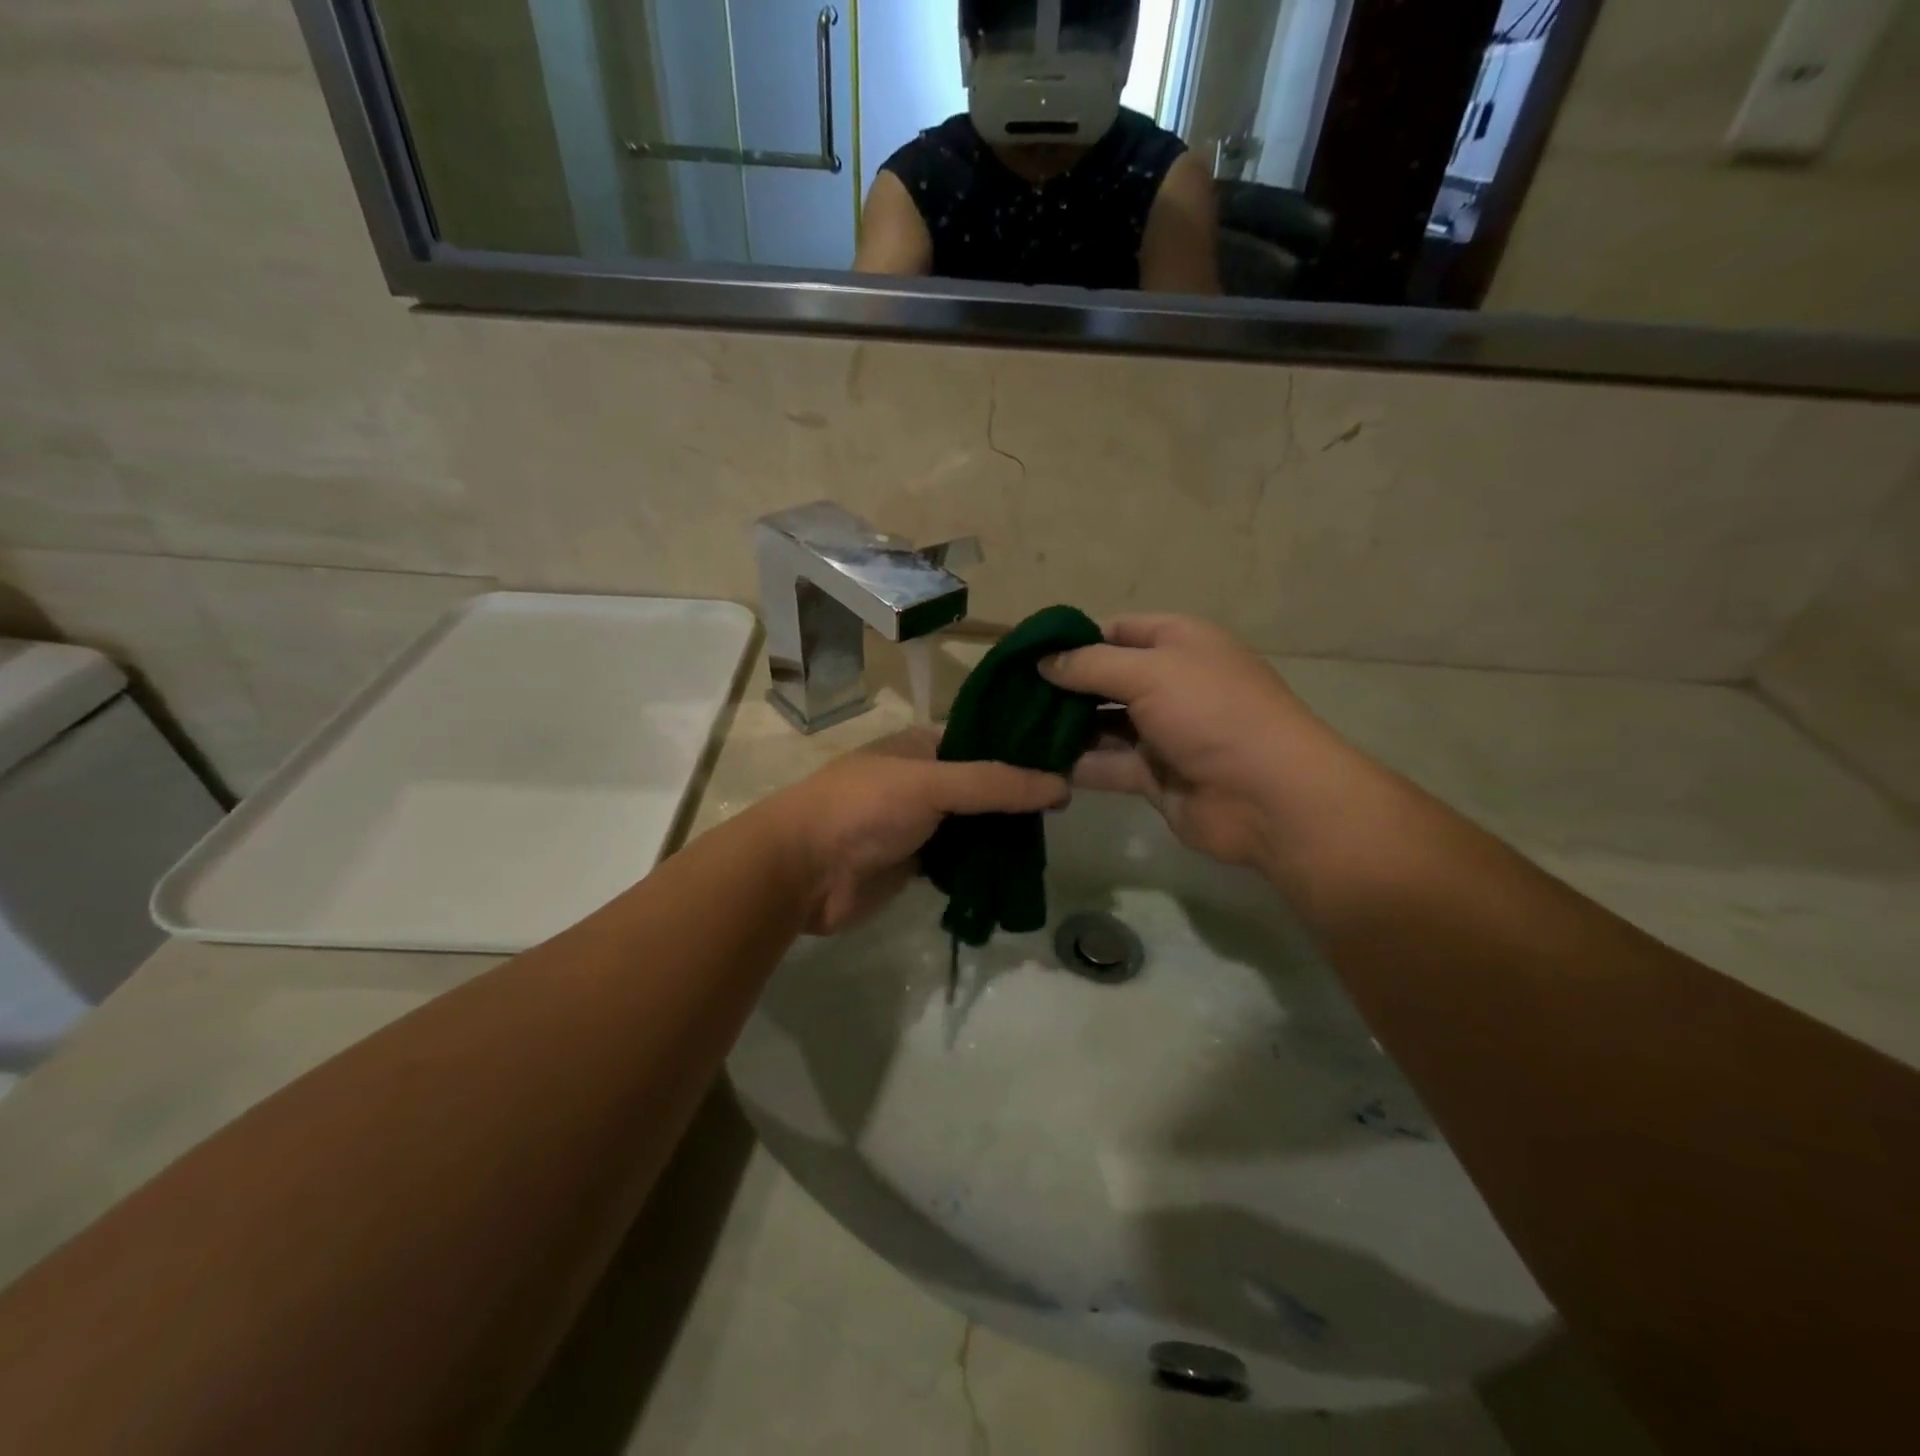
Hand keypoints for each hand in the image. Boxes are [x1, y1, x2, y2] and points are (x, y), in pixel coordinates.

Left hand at [769, 732, 1067, 934]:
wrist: (802, 871)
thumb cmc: (863, 808)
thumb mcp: (931, 784)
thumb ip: (995, 784)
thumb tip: (1063, 784)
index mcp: (923, 746)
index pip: (986, 739)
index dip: (1024, 748)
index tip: (1073, 758)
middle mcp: (925, 781)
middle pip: (985, 786)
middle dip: (1020, 797)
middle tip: (1072, 806)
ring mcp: (921, 824)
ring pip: (975, 826)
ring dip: (1005, 835)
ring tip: (1056, 839)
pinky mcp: (917, 864)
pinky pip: (961, 861)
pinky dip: (985, 866)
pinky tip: (1021, 870)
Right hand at [1040, 616, 1363, 876]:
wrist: (1267, 796)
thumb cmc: (1210, 713)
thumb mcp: (1149, 672)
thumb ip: (1090, 665)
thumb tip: (1043, 661)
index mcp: (1179, 643)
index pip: (1117, 630)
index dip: (1074, 639)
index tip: (1026, 653)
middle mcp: (1169, 683)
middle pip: (1104, 679)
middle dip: (1061, 686)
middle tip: (1008, 695)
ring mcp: (1161, 732)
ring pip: (1101, 725)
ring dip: (1062, 728)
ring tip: (1010, 730)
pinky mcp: (1153, 775)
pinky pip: (1106, 764)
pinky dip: (1075, 765)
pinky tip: (1033, 765)